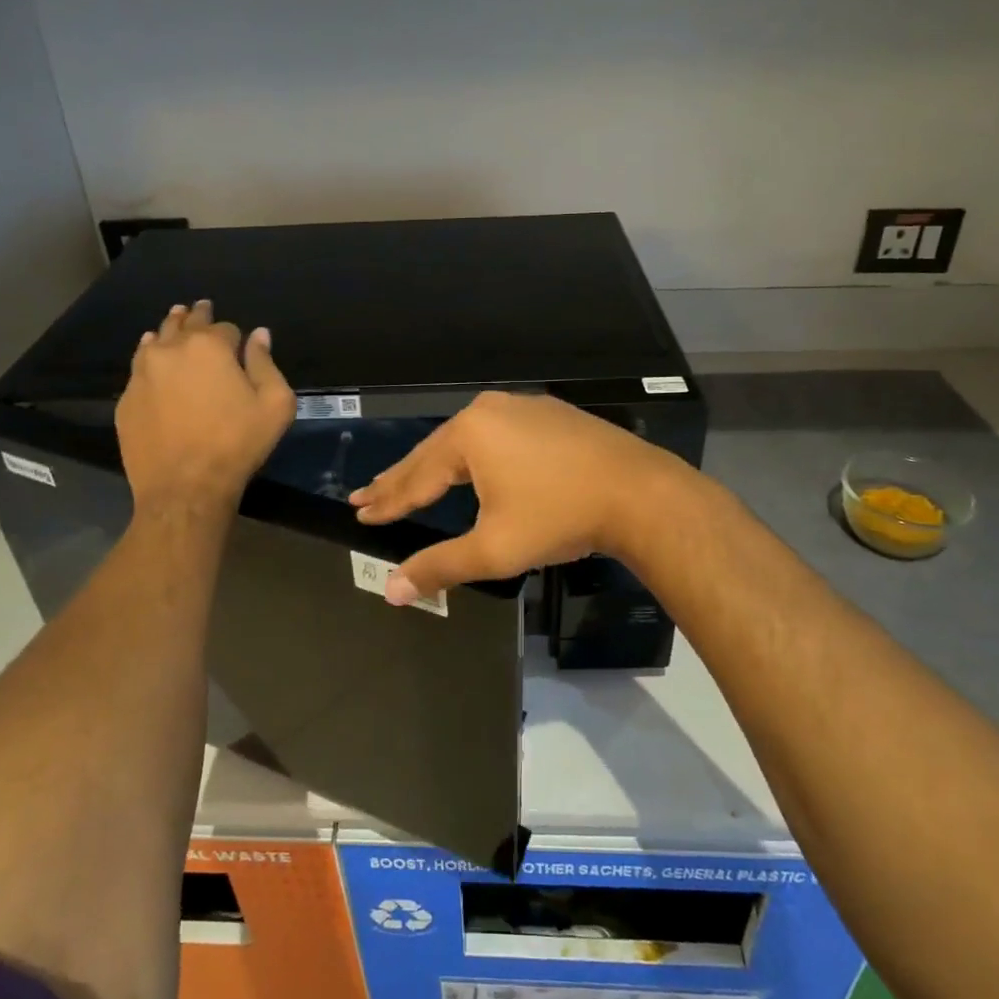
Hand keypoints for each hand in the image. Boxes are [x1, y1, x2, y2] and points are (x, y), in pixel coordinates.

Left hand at [116, 300, 295, 513]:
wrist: (184, 487)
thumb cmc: (237, 444)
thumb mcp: (274, 405)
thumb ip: (266, 364)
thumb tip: (259, 335)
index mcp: (209, 347)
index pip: (225, 327)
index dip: (235, 336)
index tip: (239, 343)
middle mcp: (170, 350)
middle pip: (184, 323)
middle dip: (196, 316)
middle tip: (199, 308)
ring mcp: (142, 374)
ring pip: (155, 340)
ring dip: (168, 331)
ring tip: (174, 323)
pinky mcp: (126, 399)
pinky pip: (138, 368)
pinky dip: (149, 359)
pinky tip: (152, 360)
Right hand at [349, 392, 690, 603]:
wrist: (640, 494)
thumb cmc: (559, 518)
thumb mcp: (493, 550)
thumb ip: (439, 566)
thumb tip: (391, 591)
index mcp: (469, 435)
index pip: (416, 476)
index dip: (387, 499)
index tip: (358, 510)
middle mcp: (489, 410)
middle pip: (435, 452)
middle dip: (402, 478)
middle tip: (367, 494)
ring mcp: (523, 407)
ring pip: (467, 442)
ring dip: (437, 465)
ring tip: (411, 483)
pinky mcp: (550, 415)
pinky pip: (497, 435)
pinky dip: (475, 456)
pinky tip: (470, 465)